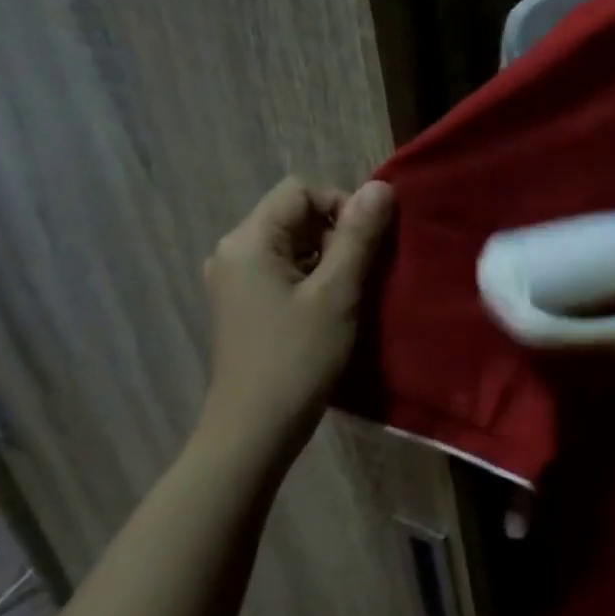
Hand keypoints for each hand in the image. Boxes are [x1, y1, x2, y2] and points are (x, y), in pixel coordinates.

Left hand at [198, 176, 393, 455]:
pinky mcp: (244, 306)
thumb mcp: (337, 293)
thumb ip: (359, 237)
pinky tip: (330, 312)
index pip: (301, 191)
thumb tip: (381, 188)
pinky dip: (312, 280)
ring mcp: (235, 280)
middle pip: (295, 216)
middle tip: (365, 275)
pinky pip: (284, 272)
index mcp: (249, 240)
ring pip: (292, 246)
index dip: (342, 206)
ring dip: (329, 260)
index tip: (369, 247)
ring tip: (351, 296)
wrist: (256, 427)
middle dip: (337, 235)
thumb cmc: (298, 357)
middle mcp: (233, 251)